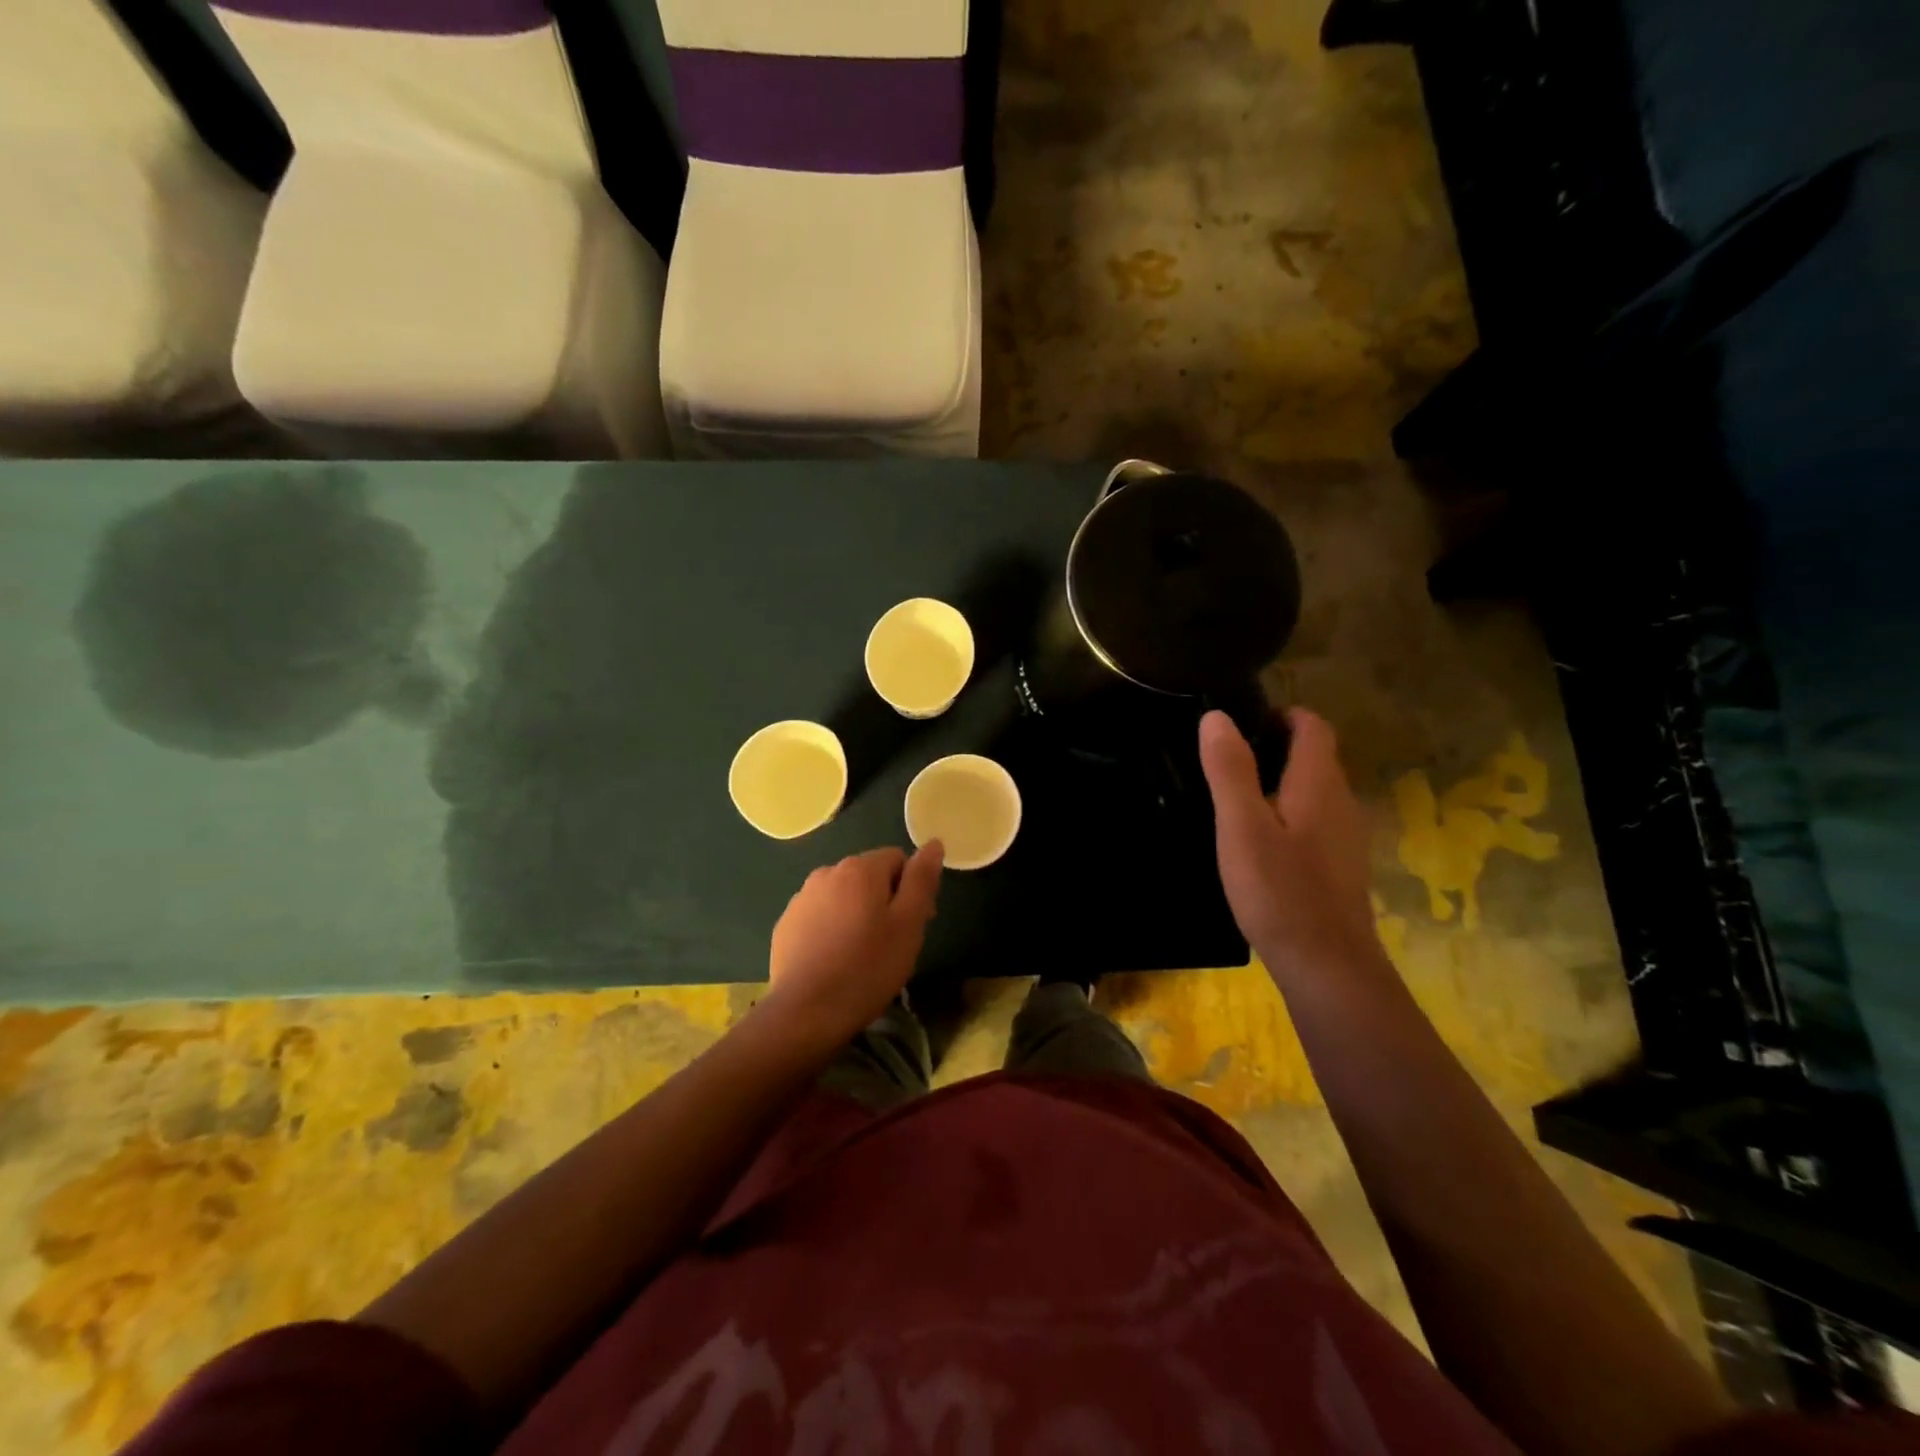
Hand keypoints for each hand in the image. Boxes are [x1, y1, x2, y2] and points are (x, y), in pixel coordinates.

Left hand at [765, 843, 944, 1044]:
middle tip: (892, 942)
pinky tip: (835, 960)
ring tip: (862, 954)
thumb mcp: (909, 924)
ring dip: (857, 913)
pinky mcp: (786, 924)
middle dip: (884, 900)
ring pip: (842, 896)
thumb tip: (933, 843)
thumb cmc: (868, 967)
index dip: (912, 888)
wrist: (806, 1012)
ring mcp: (801, 898)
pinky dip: (831, 928)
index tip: (915, 923)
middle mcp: (827, 872)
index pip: (897, 859)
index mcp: (860, 868)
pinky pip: (819, 915)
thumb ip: (922, 879)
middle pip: (868, 876)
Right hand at [1199, 708, 1376, 975]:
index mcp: (1319, 784)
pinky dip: (1287, 813)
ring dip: (1279, 781)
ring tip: (1233, 797)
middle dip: (1275, 746)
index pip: (1313, 726)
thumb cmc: (1280, 891)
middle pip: (1315, 756)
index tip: (1240, 722)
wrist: (1327, 966)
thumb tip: (1216, 717)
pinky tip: (1258, 841)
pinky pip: (1314, 820)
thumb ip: (1229, 770)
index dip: (1281, 714)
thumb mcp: (1242, 826)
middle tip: (1224, 759)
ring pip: (1314, 790)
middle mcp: (1341, 801)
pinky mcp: (1339, 865)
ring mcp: (1345, 836)